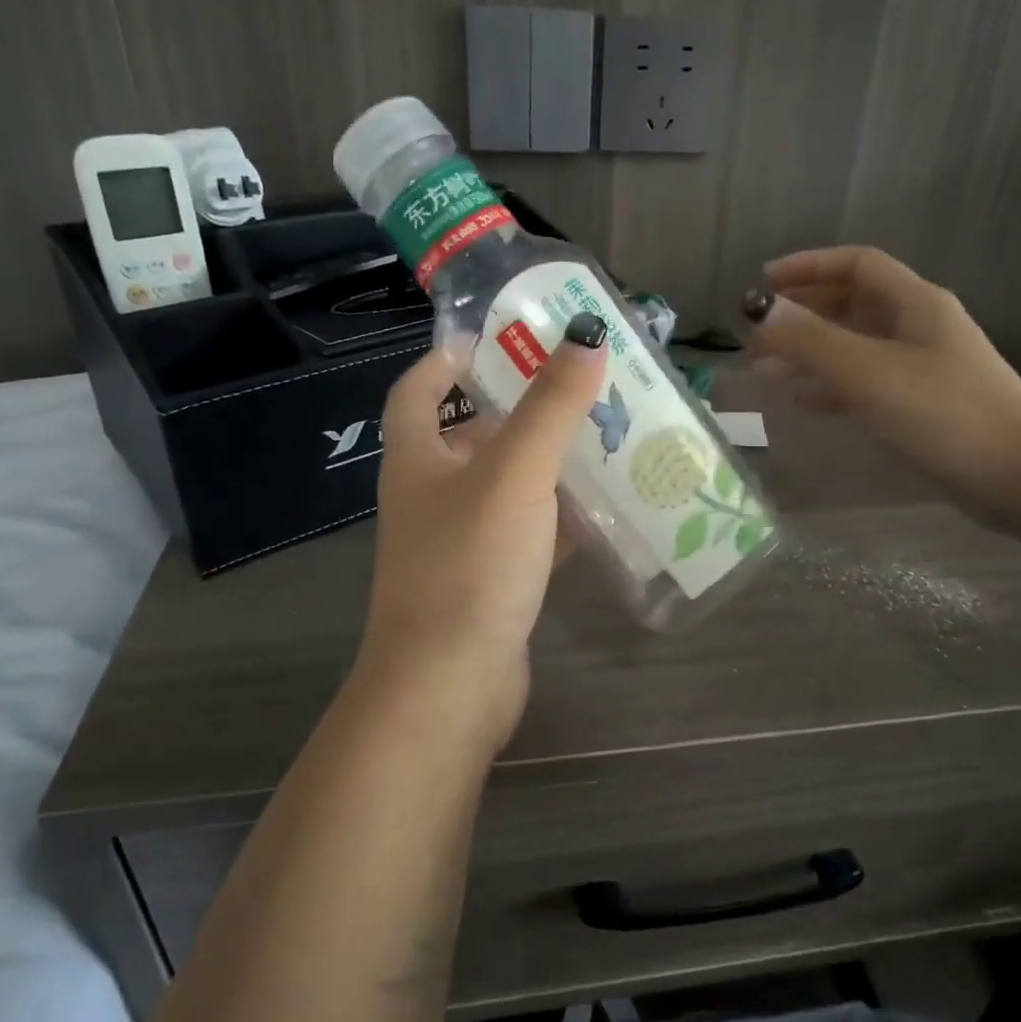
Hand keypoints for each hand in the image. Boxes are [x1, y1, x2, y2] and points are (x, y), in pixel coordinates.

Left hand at [350, 320, 608, 747]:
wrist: (448, 686)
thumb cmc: (469, 564)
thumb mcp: (514, 473)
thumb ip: (550, 406)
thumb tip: (585, 336)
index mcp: (417, 459)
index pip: (417, 390)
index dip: (445, 358)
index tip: (490, 337)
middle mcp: (430, 496)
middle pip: (469, 436)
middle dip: (516, 409)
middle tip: (574, 385)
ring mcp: (458, 543)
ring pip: (504, 486)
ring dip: (545, 463)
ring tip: (602, 437)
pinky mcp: (488, 583)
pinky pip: (526, 534)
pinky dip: (558, 519)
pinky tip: (603, 511)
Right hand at [743, 246, 1020, 508]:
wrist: (1017, 475)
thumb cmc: (942, 412)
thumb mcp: (868, 371)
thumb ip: (811, 340)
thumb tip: (760, 312)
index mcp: (914, 303)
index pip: (856, 264)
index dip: (808, 266)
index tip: (763, 283)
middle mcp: (917, 326)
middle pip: (851, 304)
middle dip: (800, 313)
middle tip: (755, 332)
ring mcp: (919, 366)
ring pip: (852, 345)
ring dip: (808, 352)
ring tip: (763, 370)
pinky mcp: (918, 403)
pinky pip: (862, 382)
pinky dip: (829, 385)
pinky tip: (802, 400)